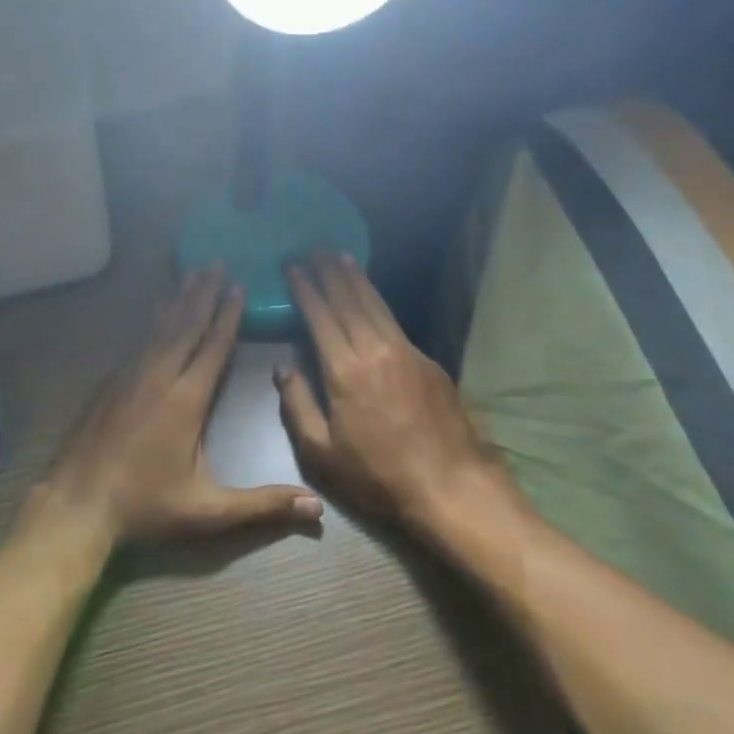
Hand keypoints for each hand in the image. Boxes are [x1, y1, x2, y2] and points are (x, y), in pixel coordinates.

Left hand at [35, 266, 323, 544]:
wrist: (77, 505)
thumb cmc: (145, 507)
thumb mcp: (208, 512)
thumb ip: (262, 506)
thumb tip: (317, 508)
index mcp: (186, 400)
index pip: (212, 348)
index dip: (228, 316)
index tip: (239, 285)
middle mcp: (158, 377)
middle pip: (186, 326)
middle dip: (204, 293)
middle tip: (216, 262)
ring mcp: (129, 377)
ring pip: (160, 328)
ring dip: (179, 299)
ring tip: (192, 273)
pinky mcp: (109, 384)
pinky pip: (138, 340)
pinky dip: (153, 320)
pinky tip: (157, 311)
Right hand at [277, 253, 505, 530]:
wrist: (450, 485)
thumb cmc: (377, 475)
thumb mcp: (322, 452)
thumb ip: (297, 405)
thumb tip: (282, 368)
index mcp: (344, 370)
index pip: (320, 316)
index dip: (305, 289)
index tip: (292, 267)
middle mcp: (375, 350)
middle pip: (349, 299)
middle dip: (329, 271)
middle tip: (314, 248)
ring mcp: (406, 352)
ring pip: (375, 304)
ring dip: (356, 278)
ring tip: (340, 256)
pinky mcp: (428, 361)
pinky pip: (394, 320)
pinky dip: (378, 300)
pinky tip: (372, 296)